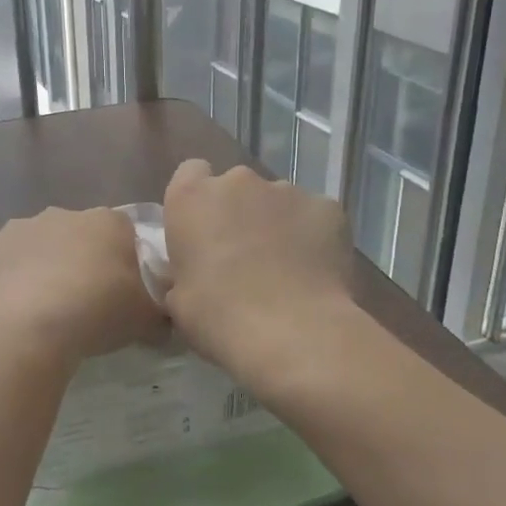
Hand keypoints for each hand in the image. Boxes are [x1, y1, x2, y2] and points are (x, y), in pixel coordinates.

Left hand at [0, 206, 165, 362]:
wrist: (28, 323)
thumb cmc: (97, 311)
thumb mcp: (144, 320)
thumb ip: (159, 316)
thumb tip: (165, 324)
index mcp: (107, 222)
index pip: (123, 233)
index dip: (122, 262)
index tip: (120, 292)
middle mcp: (63, 214)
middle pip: (77, 236)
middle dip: (79, 261)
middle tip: (82, 303)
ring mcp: (20, 228)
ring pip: (36, 246)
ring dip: (41, 268)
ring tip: (43, 310)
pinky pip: (1, 262)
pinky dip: (6, 280)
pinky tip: (11, 309)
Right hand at [162, 160, 355, 384]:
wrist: (291, 332)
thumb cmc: (218, 316)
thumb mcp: (177, 298)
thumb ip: (183, 270)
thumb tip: (194, 272)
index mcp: (191, 197)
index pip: (190, 173)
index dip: (198, 201)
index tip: (203, 231)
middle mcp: (237, 181)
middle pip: (236, 187)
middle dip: (239, 213)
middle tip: (243, 256)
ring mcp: (286, 190)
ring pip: (277, 201)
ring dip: (276, 224)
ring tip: (284, 268)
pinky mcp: (328, 207)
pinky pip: (314, 216)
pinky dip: (312, 235)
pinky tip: (314, 270)